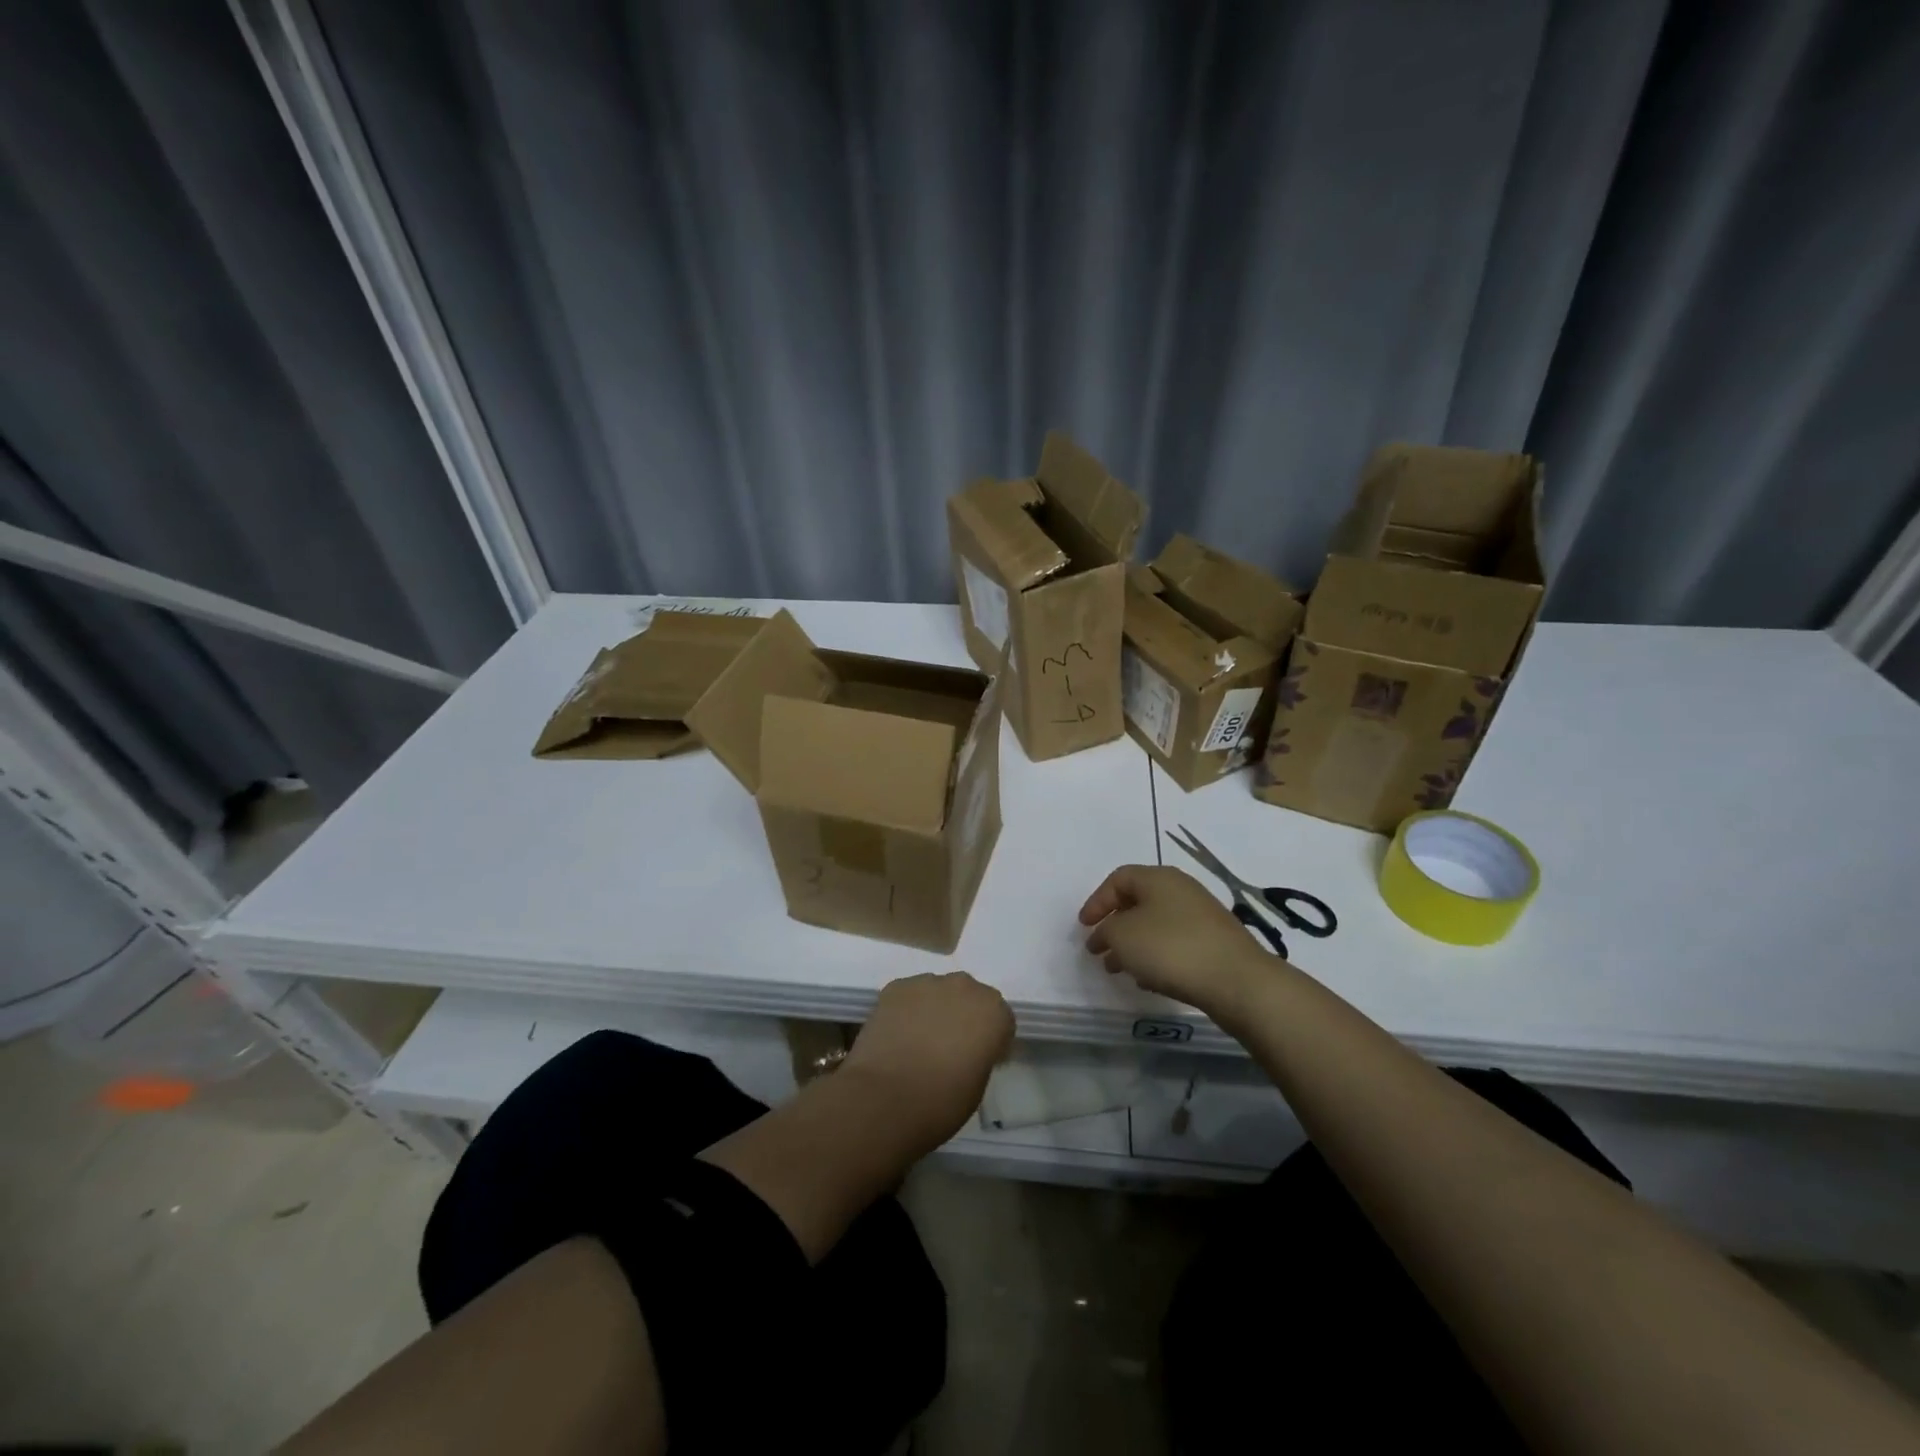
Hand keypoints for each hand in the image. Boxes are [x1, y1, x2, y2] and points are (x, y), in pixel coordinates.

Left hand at [840, 971, 1013, 1145]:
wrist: (885, 1099)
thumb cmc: (942, 1103)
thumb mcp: (978, 1085)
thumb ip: (980, 1055)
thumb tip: (967, 1050)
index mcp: (993, 1012)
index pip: (1001, 1020)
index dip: (991, 1041)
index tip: (980, 1060)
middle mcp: (965, 987)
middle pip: (969, 998)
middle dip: (963, 1017)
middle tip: (949, 1048)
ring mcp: (927, 982)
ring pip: (938, 993)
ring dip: (935, 1010)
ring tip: (918, 1042)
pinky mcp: (896, 987)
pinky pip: (909, 996)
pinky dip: (907, 1011)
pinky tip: (897, 1036)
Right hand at [1079, 865, 1269, 1017]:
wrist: (1237, 981)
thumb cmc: (1171, 948)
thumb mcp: (1122, 936)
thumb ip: (1105, 931)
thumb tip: (1106, 935)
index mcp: (1158, 877)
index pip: (1118, 879)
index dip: (1097, 901)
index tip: (1083, 927)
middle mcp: (1181, 889)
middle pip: (1138, 901)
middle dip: (1114, 925)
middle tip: (1098, 949)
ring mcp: (1201, 916)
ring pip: (1156, 924)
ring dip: (1133, 944)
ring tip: (1118, 969)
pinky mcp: (1215, 942)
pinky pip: (1175, 943)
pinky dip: (1155, 956)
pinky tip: (1149, 979)